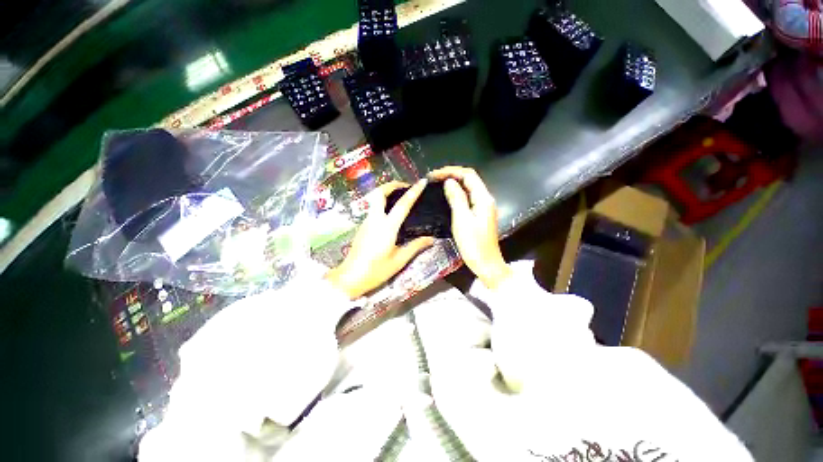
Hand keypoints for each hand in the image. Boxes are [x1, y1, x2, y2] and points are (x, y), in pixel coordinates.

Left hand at [325, 180, 434, 299]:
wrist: (350, 277)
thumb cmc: (376, 271)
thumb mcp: (399, 261)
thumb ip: (415, 247)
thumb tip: (431, 239)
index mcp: (387, 227)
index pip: (402, 205)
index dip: (413, 192)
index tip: (422, 182)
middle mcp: (375, 219)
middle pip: (380, 193)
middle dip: (393, 185)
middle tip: (406, 186)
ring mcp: (366, 222)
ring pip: (375, 199)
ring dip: (387, 193)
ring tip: (401, 197)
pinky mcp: (362, 226)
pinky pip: (373, 209)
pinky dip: (383, 203)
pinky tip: (391, 212)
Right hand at [428, 166, 511, 289]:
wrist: (486, 264)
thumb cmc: (474, 244)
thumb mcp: (462, 220)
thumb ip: (457, 199)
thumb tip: (449, 182)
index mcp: (483, 198)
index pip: (469, 175)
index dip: (452, 171)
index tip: (435, 175)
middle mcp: (486, 199)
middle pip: (470, 179)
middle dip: (452, 175)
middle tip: (434, 178)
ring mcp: (483, 207)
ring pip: (469, 188)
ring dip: (454, 183)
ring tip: (438, 184)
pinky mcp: (480, 214)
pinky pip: (468, 197)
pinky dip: (457, 193)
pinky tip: (448, 196)